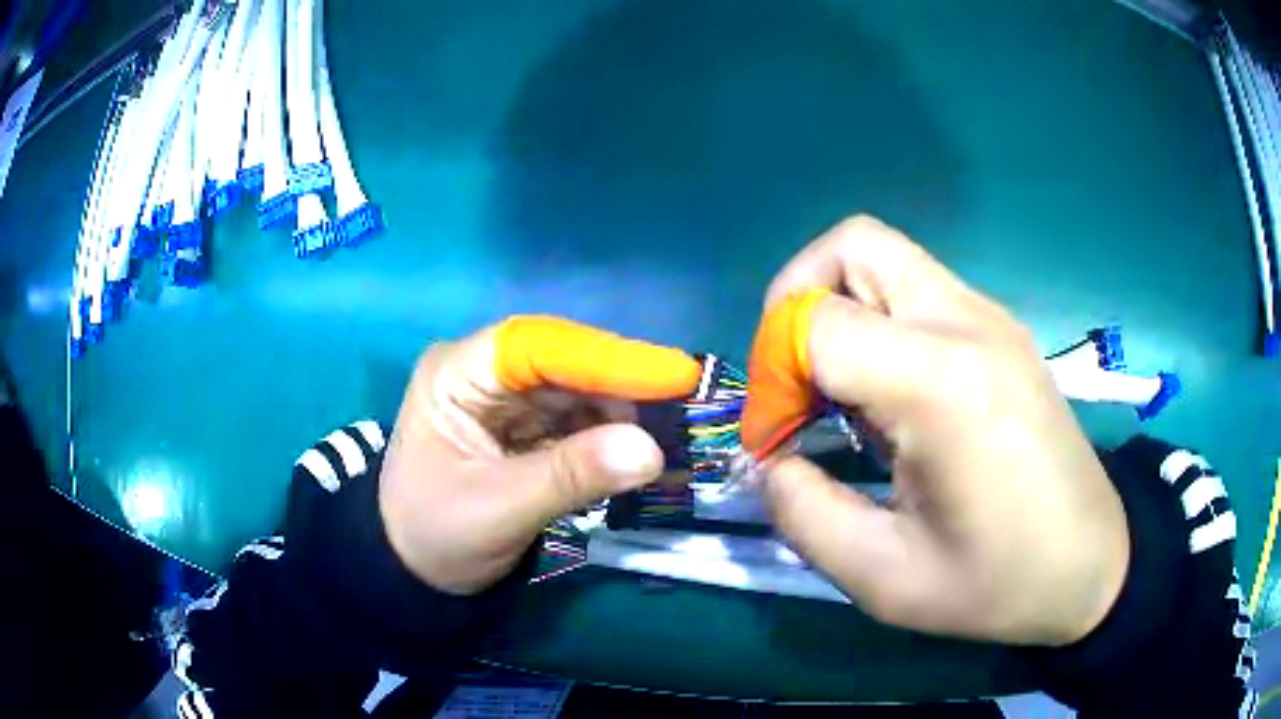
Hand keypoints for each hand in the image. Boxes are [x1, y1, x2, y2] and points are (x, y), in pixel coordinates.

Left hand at [379, 317, 701, 594]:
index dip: (606, 359)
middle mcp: (483, 372)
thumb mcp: (498, 509)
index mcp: (456, 373)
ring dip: (624, 409)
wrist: (415, 570)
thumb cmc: (436, 535)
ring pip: (576, 389)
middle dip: (622, 384)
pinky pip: (576, 419)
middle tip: (687, 403)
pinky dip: (610, 434)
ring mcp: (506, 397)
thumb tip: (651, 451)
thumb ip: (570, 477)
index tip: (672, 374)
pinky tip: (643, 447)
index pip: (536, 347)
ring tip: (674, 429)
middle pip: (563, 362)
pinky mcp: (525, 425)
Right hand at [744, 216, 1129, 646]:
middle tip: (793, 379)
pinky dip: (877, 320)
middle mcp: (967, 323)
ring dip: (838, 308)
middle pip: (851, 245)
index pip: (817, 323)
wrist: (1092, 564)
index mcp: (941, 382)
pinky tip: (889, 396)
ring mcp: (991, 318)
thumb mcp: (885, 578)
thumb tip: (771, 462)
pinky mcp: (1002, 330)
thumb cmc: (998, 582)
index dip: (771, 375)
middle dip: (796, 300)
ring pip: (884, 258)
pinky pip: (917, 289)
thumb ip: (806, 515)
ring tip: (838, 391)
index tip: (775, 440)